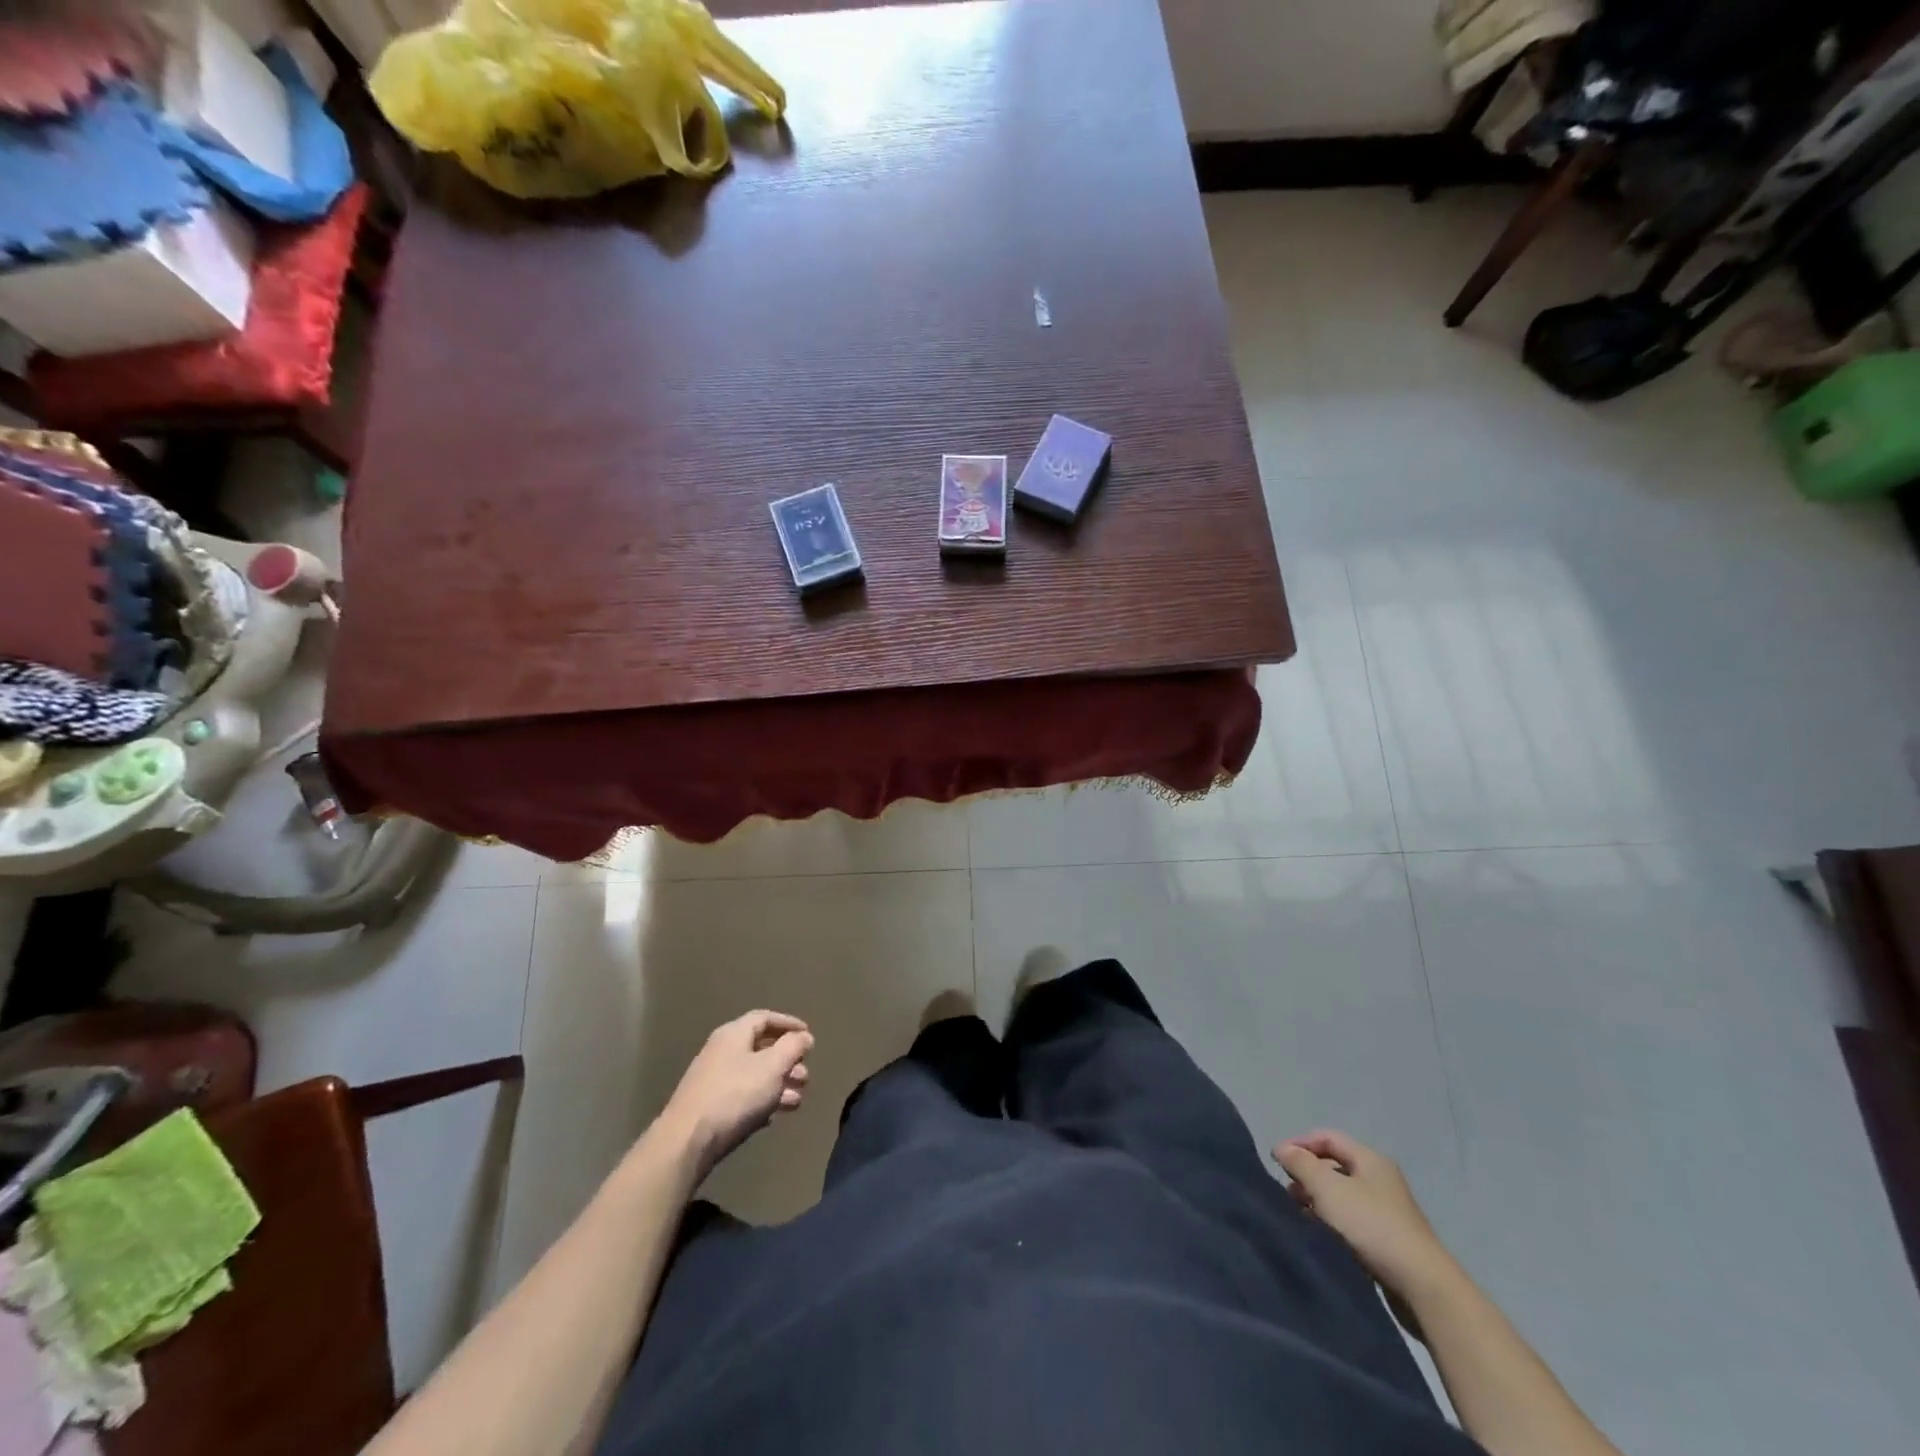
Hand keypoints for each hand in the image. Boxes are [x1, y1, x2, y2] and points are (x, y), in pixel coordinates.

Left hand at [659, 1011, 813, 1177]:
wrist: (687, 1141)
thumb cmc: (735, 1095)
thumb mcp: (772, 1066)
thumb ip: (792, 1047)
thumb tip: (804, 1036)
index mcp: (734, 1034)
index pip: (765, 1018)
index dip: (789, 1023)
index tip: (808, 1035)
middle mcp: (721, 1051)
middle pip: (761, 1048)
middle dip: (787, 1061)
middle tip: (805, 1076)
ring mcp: (713, 1080)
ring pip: (754, 1075)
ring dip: (779, 1085)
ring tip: (797, 1101)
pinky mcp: (709, 1107)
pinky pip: (742, 1096)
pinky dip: (761, 1101)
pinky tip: (773, 1116)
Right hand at [1272, 1130, 1457, 1305]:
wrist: (1423, 1286)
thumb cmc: (1371, 1226)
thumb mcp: (1328, 1188)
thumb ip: (1301, 1164)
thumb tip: (1281, 1148)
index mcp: (1370, 1159)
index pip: (1327, 1137)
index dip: (1300, 1143)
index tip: (1277, 1160)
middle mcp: (1381, 1179)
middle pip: (1335, 1164)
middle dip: (1308, 1172)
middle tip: (1287, 1189)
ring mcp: (1388, 1210)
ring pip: (1343, 1193)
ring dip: (1318, 1198)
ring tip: (1298, 1212)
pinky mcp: (1390, 1239)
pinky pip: (1352, 1218)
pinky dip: (1332, 1219)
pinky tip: (1321, 1232)